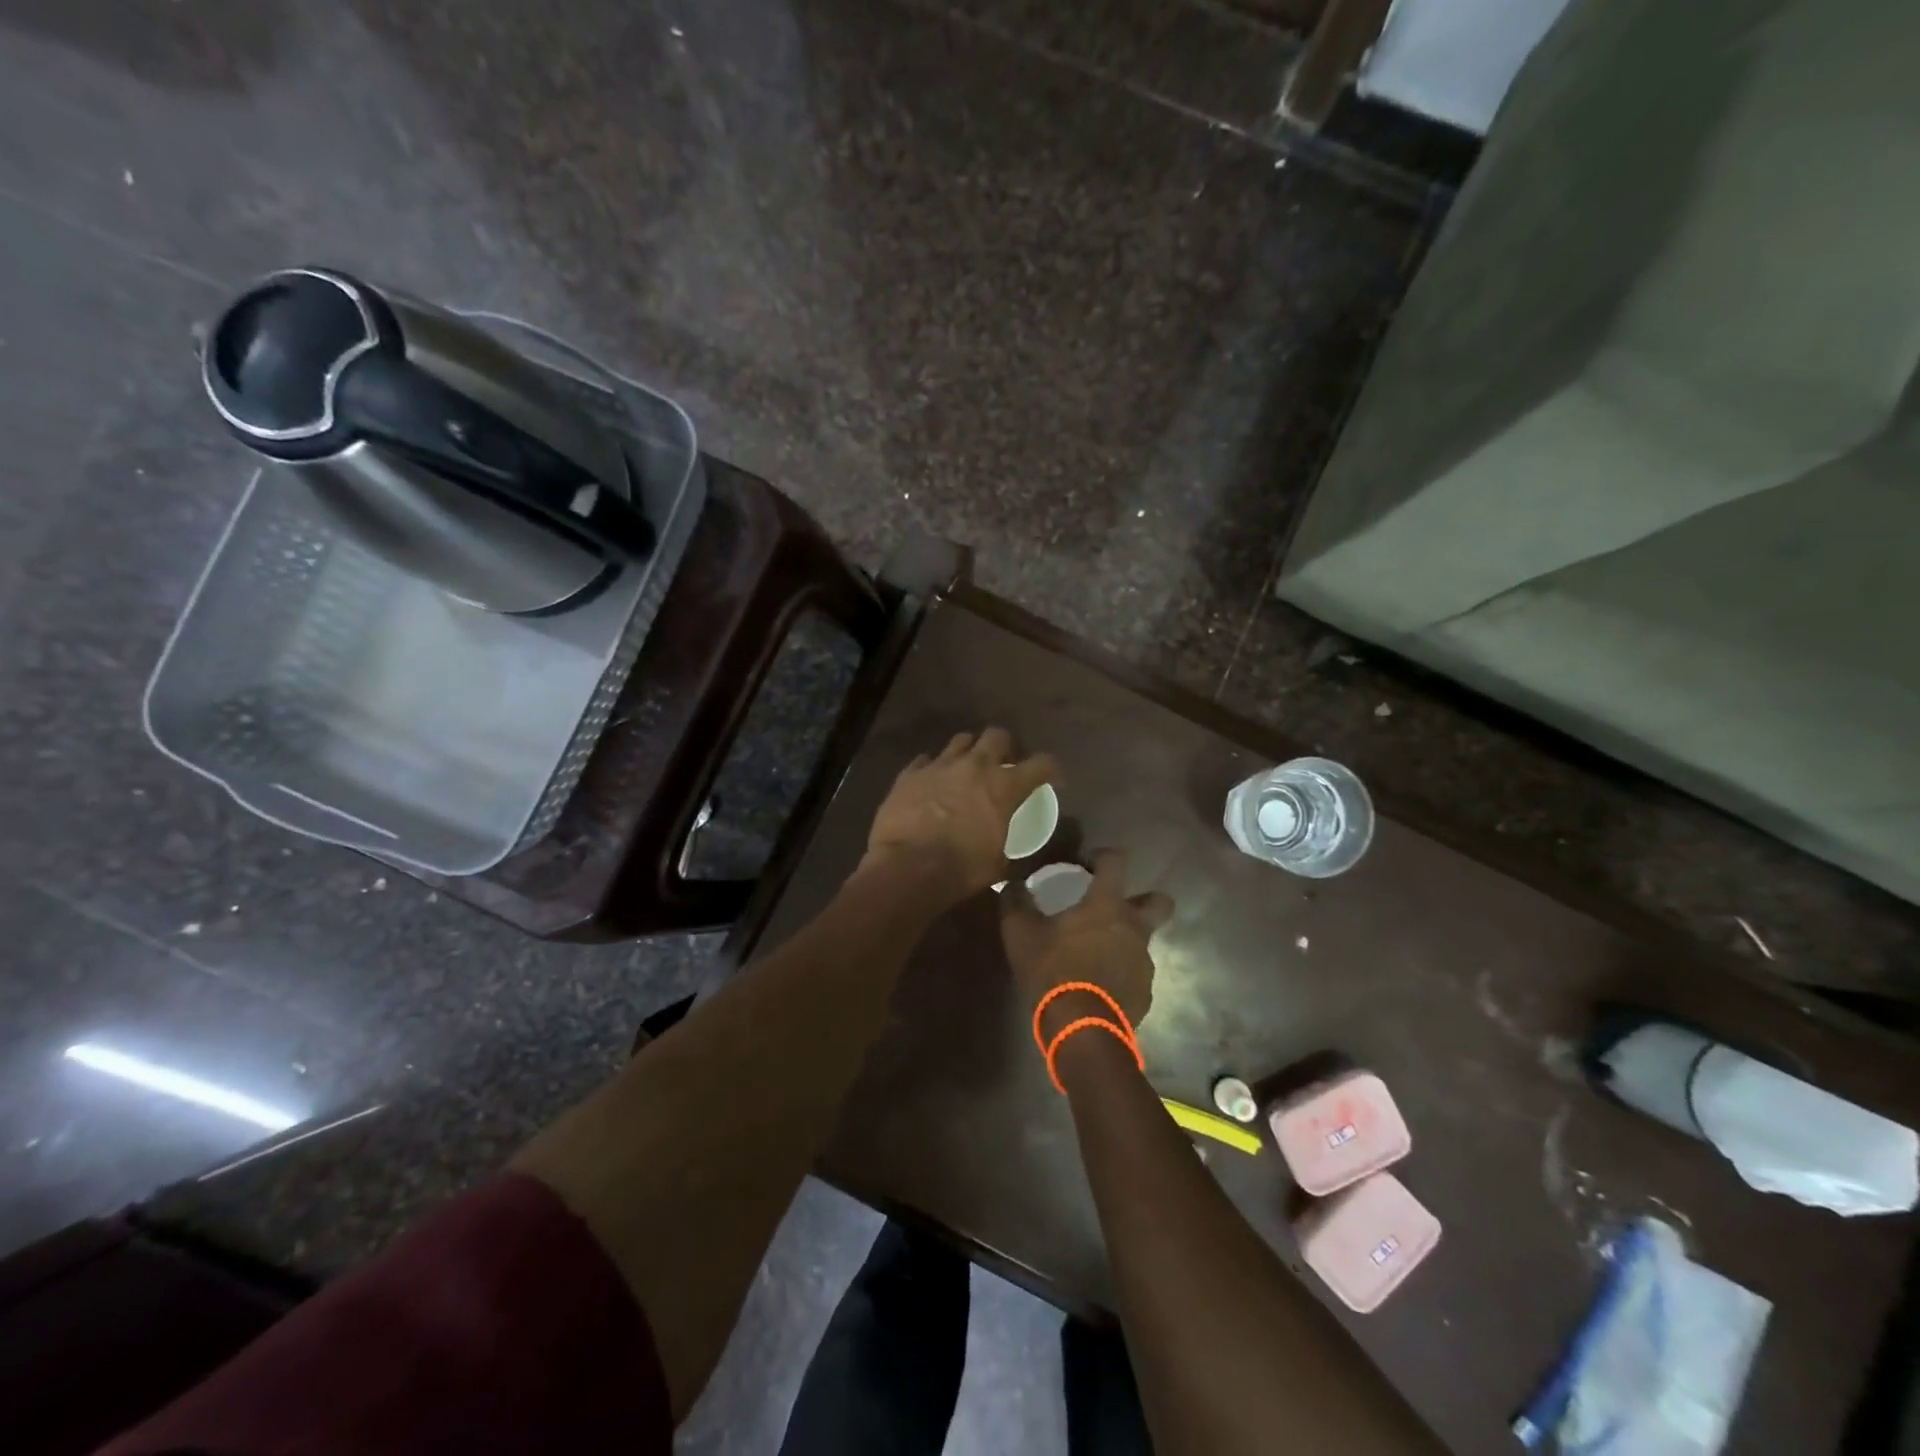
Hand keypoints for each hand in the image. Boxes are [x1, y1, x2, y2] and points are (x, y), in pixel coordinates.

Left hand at [861, 728, 1056, 906]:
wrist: (907, 868)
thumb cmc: (961, 869)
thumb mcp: (998, 865)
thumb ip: (1008, 849)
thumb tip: (1012, 857)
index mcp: (1004, 787)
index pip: (1041, 764)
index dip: (1050, 768)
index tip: (1050, 777)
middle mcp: (975, 766)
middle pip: (997, 735)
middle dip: (1005, 747)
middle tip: (1003, 764)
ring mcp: (940, 765)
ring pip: (961, 740)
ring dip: (969, 751)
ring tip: (966, 768)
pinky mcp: (910, 773)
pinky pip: (925, 760)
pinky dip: (933, 768)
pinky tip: (931, 781)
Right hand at [1001, 849, 1173, 1036]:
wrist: (1081, 1028)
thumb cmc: (1053, 971)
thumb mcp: (1021, 933)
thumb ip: (1015, 902)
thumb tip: (1012, 884)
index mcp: (1107, 905)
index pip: (1116, 861)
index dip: (1103, 856)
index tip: (1086, 864)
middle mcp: (1134, 928)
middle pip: (1159, 902)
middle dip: (1143, 899)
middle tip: (1113, 909)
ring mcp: (1144, 962)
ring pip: (1143, 941)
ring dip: (1124, 942)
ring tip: (1095, 955)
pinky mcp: (1145, 993)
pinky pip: (1135, 974)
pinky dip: (1120, 975)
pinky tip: (1098, 986)